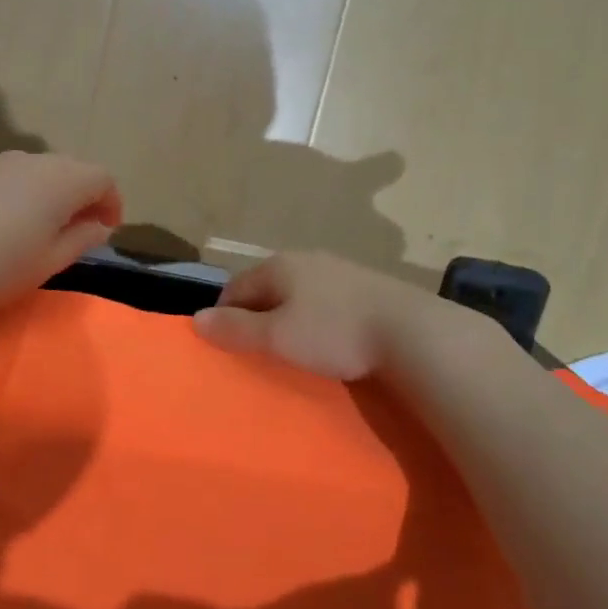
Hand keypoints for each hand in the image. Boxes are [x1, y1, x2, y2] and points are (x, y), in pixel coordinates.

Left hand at [0, 151, 121, 316]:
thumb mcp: (47, 263)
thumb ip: (80, 240)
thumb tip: (99, 226)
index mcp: (59, 181)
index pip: (101, 179)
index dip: (111, 203)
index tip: (105, 230)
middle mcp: (28, 161)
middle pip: (68, 169)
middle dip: (80, 196)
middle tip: (75, 230)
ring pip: (31, 171)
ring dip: (44, 194)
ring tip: (33, 228)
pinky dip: (11, 194)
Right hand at [192, 252, 429, 380]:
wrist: (411, 331)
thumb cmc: (334, 333)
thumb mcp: (278, 337)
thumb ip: (236, 328)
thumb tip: (196, 319)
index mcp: (279, 266)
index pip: (235, 287)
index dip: (224, 314)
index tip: (226, 345)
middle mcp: (306, 259)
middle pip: (268, 287)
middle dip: (257, 314)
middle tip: (259, 349)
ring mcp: (339, 269)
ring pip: (299, 292)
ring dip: (289, 315)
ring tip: (294, 347)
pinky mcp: (367, 286)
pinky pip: (326, 300)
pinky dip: (318, 317)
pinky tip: (330, 339)